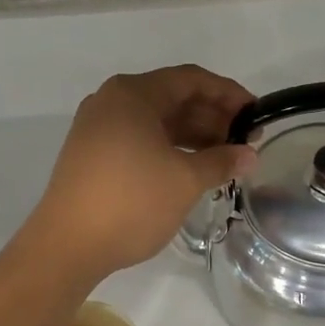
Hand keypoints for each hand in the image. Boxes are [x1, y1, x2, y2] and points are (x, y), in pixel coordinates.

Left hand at [34, 66, 256, 277]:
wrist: (67, 245)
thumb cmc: (131, 202)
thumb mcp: (185, 180)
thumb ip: (221, 161)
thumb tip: (249, 155)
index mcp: (133, 94)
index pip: (191, 80)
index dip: (228, 94)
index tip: (256, 114)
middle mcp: (112, 102)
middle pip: (172, 98)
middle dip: (212, 117)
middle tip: (245, 140)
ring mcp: (98, 128)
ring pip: (156, 121)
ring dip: (192, 135)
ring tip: (225, 157)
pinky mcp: (92, 154)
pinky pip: (139, 138)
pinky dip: (169, 147)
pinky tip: (191, 168)